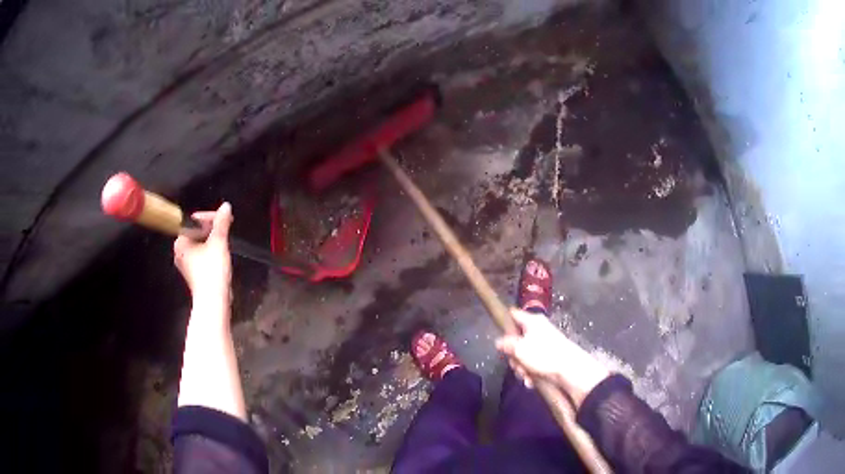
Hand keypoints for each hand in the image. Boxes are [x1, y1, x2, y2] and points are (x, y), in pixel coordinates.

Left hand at [174, 202, 232, 309]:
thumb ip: (221, 223)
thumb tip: (226, 206)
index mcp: (180, 242)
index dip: (210, 217)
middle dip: (213, 229)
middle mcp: (180, 251)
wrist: (213, 301)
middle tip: (227, 229)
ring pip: (201, 244)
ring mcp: (186, 264)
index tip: (225, 219)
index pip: (194, 221)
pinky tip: (222, 255)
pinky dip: (212, 252)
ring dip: (214, 240)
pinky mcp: (194, 273)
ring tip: (226, 241)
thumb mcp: (218, 243)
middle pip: (197, 232)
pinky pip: (203, 255)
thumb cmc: (212, 271)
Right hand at [496, 309, 609, 406]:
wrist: (570, 370)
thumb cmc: (543, 354)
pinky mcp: (549, 358)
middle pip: (516, 340)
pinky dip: (530, 373)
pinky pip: (533, 364)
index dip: (504, 322)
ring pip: (524, 355)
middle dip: (513, 356)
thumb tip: (498, 341)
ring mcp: (544, 345)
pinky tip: (531, 381)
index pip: (514, 314)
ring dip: (521, 367)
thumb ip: (506, 344)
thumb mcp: (519, 348)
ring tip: (525, 375)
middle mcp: (538, 330)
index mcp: (532, 322)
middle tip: (515, 364)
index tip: (497, 334)